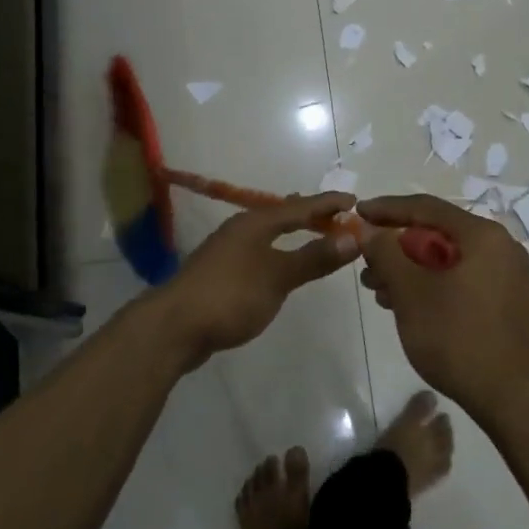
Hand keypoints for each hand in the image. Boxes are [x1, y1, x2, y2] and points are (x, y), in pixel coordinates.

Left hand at [152, 193, 359, 368]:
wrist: (174, 327)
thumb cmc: (230, 295)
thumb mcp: (278, 276)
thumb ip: (314, 257)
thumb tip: (352, 237)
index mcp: (255, 223)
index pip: (300, 207)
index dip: (328, 204)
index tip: (354, 201)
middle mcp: (240, 230)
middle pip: (282, 216)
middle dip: (310, 215)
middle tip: (336, 216)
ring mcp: (227, 251)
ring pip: (268, 234)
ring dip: (292, 234)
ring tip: (312, 234)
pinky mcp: (220, 274)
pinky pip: (259, 253)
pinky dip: (278, 252)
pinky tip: (279, 266)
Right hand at [358, 195, 528, 421]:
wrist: (515, 399)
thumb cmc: (459, 337)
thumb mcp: (411, 292)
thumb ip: (386, 253)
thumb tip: (369, 230)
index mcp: (482, 235)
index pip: (425, 207)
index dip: (386, 208)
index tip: (356, 213)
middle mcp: (498, 247)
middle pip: (436, 233)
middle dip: (395, 246)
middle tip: (364, 262)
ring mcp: (503, 276)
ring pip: (445, 259)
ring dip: (408, 269)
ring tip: (376, 289)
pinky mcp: (502, 302)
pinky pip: (458, 279)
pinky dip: (428, 285)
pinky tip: (403, 305)